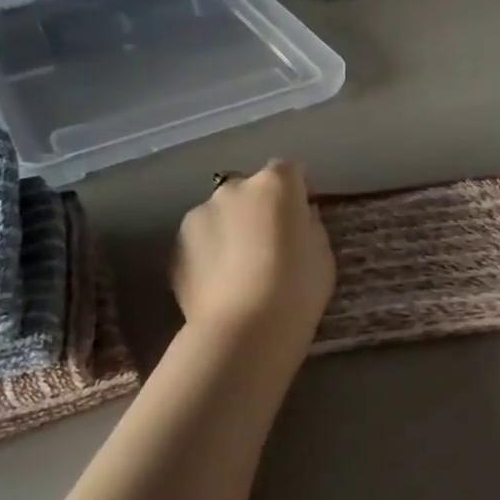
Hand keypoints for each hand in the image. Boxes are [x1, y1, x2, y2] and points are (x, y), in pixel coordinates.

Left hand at [173, 161, 335, 344]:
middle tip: (272, 243)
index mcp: (275, 186)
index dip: (299, 189)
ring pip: (221, 214)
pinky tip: (222, 283)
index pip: (290, 169)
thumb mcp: (323, 254)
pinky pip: (202, 241)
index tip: (304, 214)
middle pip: (250, 189)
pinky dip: (212, 253)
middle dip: (261, 208)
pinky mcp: (176, 246)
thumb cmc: (296, 289)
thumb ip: (310, 226)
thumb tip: (299, 218)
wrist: (244, 329)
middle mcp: (232, 190)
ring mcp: (198, 216)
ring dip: (232, 229)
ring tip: (242, 268)